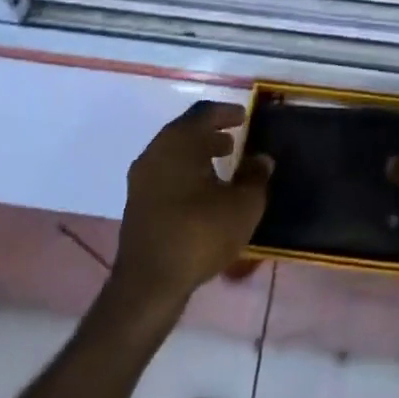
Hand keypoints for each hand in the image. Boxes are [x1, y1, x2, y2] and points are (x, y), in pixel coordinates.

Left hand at [111, 101, 270, 315]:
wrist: (148, 285)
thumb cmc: (199, 233)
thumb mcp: (242, 205)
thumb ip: (255, 177)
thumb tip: (261, 159)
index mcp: (179, 141)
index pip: (204, 113)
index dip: (226, 112)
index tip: (244, 117)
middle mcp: (156, 151)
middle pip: (186, 131)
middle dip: (211, 133)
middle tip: (234, 141)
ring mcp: (142, 178)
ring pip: (174, 153)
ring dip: (197, 154)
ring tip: (222, 165)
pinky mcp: (136, 203)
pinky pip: (165, 174)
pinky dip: (185, 173)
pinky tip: (202, 193)